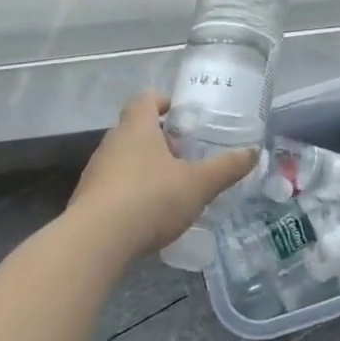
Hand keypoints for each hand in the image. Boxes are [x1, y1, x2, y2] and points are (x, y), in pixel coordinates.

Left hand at [68, 92, 258, 258]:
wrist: (95, 241)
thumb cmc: (150, 199)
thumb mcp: (198, 185)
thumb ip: (226, 168)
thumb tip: (253, 152)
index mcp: (137, 128)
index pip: (145, 99)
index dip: (162, 101)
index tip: (180, 114)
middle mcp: (112, 143)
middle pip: (135, 129)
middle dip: (159, 140)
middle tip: (184, 156)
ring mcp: (95, 171)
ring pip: (123, 158)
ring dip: (144, 167)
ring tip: (169, 188)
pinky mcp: (86, 199)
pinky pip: (112, 186)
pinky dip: (129, 192)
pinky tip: (146, 215)